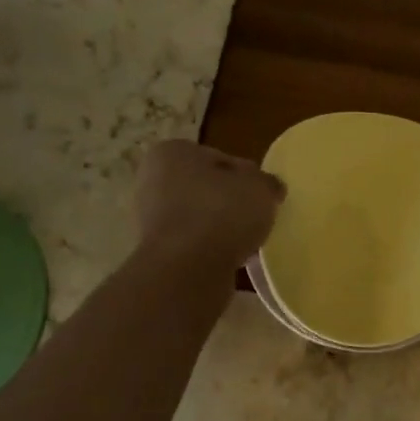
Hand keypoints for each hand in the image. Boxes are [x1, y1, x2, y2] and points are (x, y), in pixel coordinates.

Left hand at [136, 140, 284, 270]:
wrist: (186, 269)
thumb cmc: (221, 212)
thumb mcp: (260, 187)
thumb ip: (267, 183)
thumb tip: (269, 187)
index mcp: (172, 152)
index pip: (219, 158)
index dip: (246, 176)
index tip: (263, 194)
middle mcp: (153, 180)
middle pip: (205, 189)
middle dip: (229, 202)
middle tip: (256, 218)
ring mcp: (149, 219)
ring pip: (198, 218)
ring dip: (220, 228)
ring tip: (247, 242)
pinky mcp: (156, 251)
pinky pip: (193, 244)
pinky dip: (210, 250)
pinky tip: (230, 259)